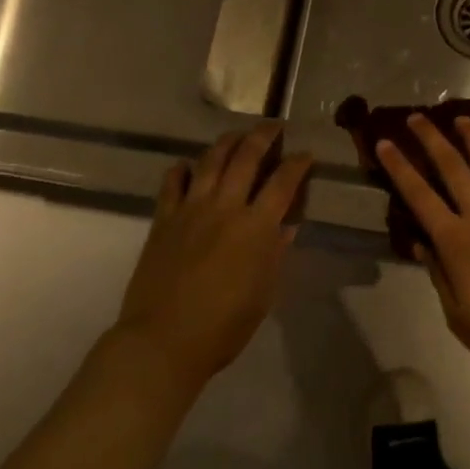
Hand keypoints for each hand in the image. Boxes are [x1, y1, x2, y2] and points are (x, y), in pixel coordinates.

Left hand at [113, 124, 310, 393]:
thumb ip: (275, 253)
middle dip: (263, 136)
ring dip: (227, 142)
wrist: (163, 341)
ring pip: (211, 160)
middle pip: (246, 157)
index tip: (306, 153)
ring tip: (236, 135)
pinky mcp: (164, 219)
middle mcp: (225, 207)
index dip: (298, 163)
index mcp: (256, 226)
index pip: (283, 182)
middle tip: (273, 126)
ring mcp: (191, 209)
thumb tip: (286, 226)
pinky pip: (173, 182)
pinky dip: (182, 169)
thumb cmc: (223, 327)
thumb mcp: (264, 294)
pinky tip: (188, 166)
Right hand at [376, 115, 469, 388]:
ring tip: (459, 118)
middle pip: (452, 167)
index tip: (384, 143)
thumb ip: (440, 276)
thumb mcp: (461, 318)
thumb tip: (420, 245)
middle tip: (417, 117)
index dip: (399, 168)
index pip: (419, 196)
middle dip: (431, 140)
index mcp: (456, 241)